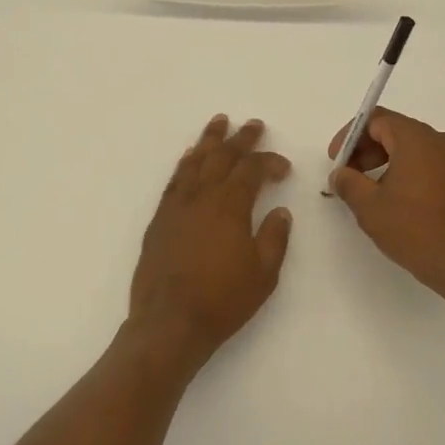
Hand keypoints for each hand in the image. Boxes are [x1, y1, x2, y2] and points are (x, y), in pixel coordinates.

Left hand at [129, 115, 292, 371]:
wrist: (169, 322)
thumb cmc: (222, 300)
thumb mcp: (263, 274)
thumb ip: (274, 238)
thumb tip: (281, 211)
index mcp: (230, 206)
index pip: (252, 170)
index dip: (270, 162)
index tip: (283, 167)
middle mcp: (202, 196)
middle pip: (222, 156)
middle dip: (241, 138)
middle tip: (254, 125)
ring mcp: (177, 205)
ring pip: (195, 161)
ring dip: (209, 140)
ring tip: (219, 122)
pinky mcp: (160, 219)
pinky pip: (175, 179)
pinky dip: (185, 163)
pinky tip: (189, 157)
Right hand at [327, 107, 444, 303]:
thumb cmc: (415, 230)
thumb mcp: (370, 207)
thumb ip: (348, 183)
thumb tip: (340, 174)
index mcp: (417, 139)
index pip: (376, 120)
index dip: (350, 136)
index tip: (336, 160)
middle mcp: (440, 141)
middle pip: (395, 130)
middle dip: (366, 149)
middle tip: (348, 174)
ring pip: (412, 148)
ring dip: (386, 161)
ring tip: (369, 190)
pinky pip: (429, 163)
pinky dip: (407, 171)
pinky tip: (396, 199)